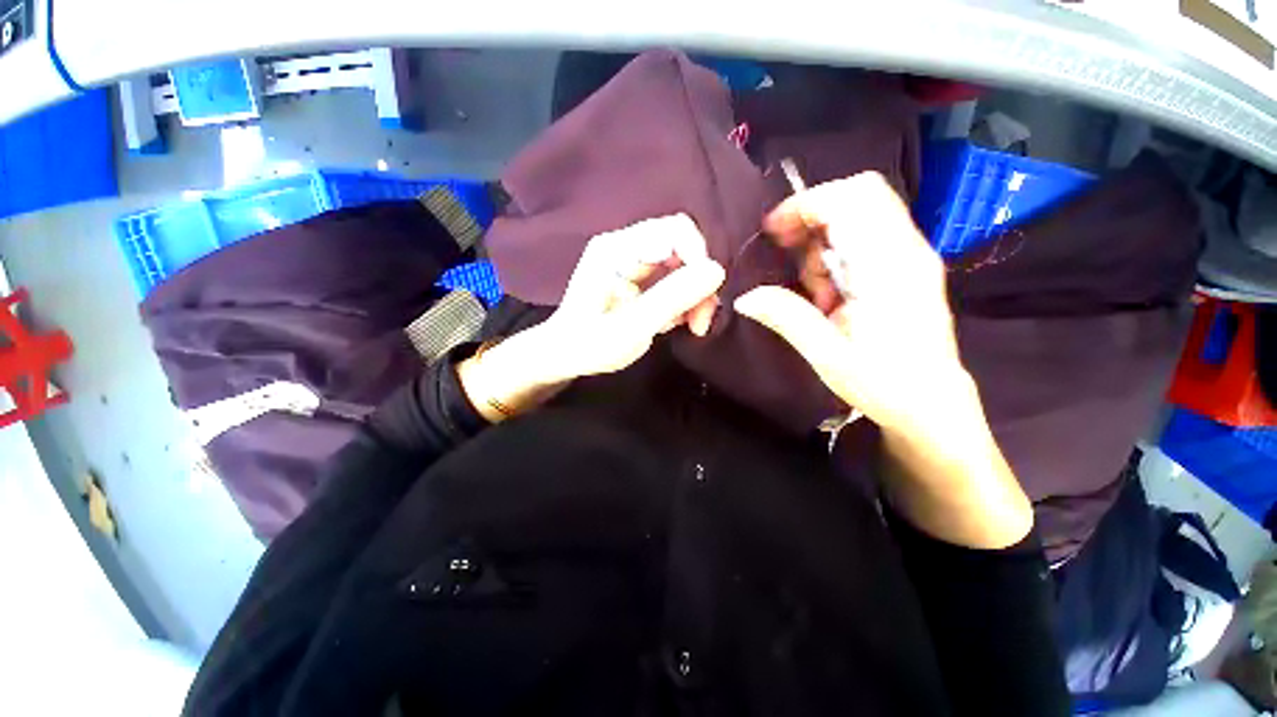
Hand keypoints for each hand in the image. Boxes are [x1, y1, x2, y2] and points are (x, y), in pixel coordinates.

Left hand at [534, 213, 726, 382]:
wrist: (565, 356)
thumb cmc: (589, 345)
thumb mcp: (631, 327)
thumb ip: (672, 298)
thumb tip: (717, 271)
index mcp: (617, 249)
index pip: (675, 231)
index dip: (699, 259)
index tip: (706, 298)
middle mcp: (627, 246)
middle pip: (683, 247)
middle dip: (699, 282)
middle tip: (701, 320)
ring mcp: (634, 261)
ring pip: (684, 265)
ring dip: (696, 294)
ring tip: (693, 326)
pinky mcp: (641, 278)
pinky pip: (676, 279)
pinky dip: (685, 300)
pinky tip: (677, 322)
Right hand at [733, 172, 965, 436]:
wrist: (931, 404)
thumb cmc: (883, 383)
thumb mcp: (826, 354)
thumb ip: (786, 317)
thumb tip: (744, 297)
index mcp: (889, 267)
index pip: (852, 199)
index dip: (805, 205)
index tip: (772, 231)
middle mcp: (906, 250)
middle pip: (857, 196)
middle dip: (811, 218)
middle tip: (785, 254)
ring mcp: (910, 256)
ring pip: (859, 216)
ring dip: (822, 242)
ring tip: (812, 288)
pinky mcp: (906, 266)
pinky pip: (865, 237)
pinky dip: (835, 253)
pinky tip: (827, 290)